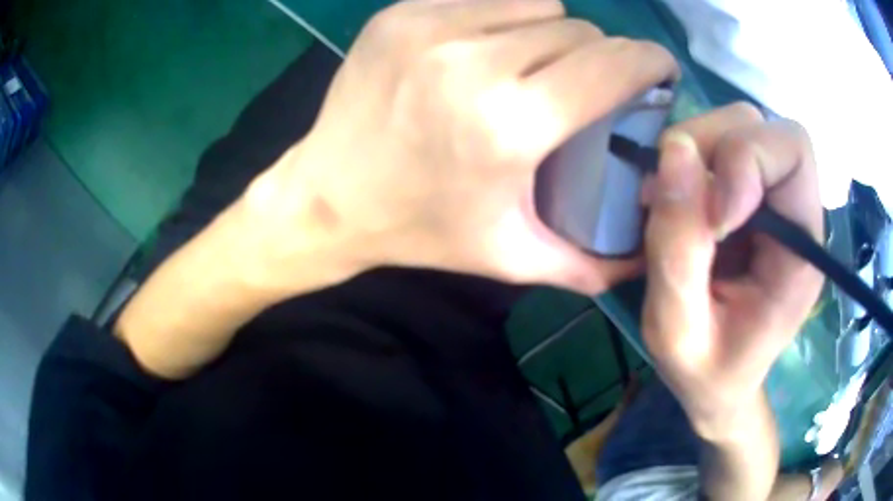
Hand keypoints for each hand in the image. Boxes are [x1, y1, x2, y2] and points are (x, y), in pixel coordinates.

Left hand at [245, 0, 676, 294]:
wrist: (328, 198)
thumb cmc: (419, 230)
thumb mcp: (508, 257)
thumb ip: (584, 264)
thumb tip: (640, 264)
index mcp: (509, 125)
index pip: (612, 65)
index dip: (649, 61)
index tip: (660, 70)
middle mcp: (473, 63)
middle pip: (579, 29)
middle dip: (599, 54)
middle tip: (588, 83)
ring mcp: (430, 28)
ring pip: (538, 3)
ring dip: (553, 31)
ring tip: (535, 65)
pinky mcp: (401, 14)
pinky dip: (505, 17)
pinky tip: (487, 50)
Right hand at [640, 104, 824, 435]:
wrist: (718, 383)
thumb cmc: (706, 372)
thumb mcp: (679, 331)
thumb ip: (679, 249)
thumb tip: (674, 150)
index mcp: (801, 249)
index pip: (793, 150)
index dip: (746, 161)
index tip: (712, 220)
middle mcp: (793, 209)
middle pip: (759, 126)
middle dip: (709, 148)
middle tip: (672, 200)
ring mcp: (768, 197)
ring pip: (734, 126)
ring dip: (693, 153)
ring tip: (668, 206)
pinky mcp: (744, 195)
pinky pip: (714, 146)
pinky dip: (685, 161)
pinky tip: (673, 204)